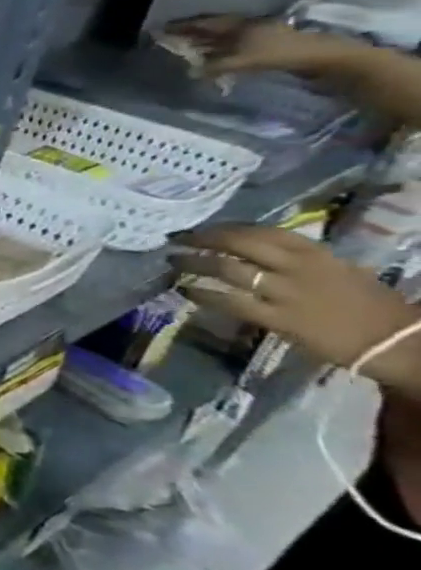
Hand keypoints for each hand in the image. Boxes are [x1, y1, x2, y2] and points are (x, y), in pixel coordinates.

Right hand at [163, 16, 359, 79]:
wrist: (320, 56)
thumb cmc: (278, 54)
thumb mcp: (241, 61)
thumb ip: (213, 67)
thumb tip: (189, 73)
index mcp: (238, 25)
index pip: (203, 24)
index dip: (182, 26)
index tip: (161, 29)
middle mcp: (245, 26)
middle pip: (212, 29)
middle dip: (190, 34)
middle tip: (169, 39)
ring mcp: (255, 35)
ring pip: (221, 38)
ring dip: (203, 43)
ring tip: (185, 49)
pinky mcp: (262, 45)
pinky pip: (231, 46)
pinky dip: (216, 51)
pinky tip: (209, 57)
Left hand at [172, 224, 420, 379]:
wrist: (396, 341)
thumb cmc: (369, 304)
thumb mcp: (337, 269)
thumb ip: (297, 260)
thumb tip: (255, 253)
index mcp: (316, 253)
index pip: (262, 231)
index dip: (225, 228)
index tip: (201, 230)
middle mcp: (297, 267)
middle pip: (239, 244)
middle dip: (202, 239)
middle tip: (177, 240)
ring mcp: (285, 293)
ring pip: (227, 269)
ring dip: (194, 264)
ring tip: (172, 262)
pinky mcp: (277, 319)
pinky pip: (230, 302)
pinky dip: (202, 295)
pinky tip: (184, 291)